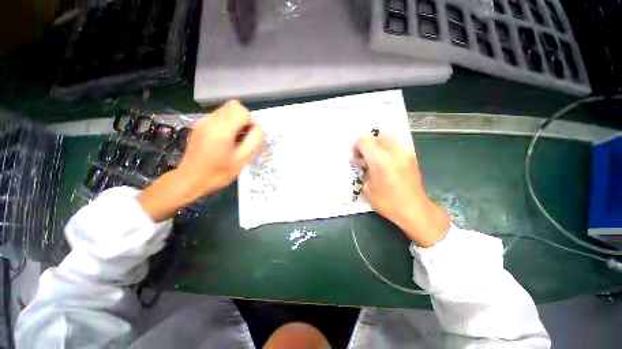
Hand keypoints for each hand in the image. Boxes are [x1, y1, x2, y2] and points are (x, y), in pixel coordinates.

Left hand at [140, 100, 261, 221]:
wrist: (190, 180)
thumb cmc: (219, 173)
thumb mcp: (242, 159)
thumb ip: (253, 140)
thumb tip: (258, 126)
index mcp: (221, 130)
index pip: (242, 111)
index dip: (250, 122)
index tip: (248, 137)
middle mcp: (210, 121)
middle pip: (234, 105)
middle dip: (243, 119)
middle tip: (243, 136)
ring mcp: (202, 122)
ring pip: (226, 110)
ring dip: (235, 120)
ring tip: (233, 139)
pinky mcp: (198, 125)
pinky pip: (218, 116)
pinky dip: (226, 123)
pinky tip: (223, 140)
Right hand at [353, 134, 449, 246]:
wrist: (414, 209)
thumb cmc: (387, 201)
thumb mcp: (366, 187)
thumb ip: (363, 170)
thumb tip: (362, 162)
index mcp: (379, 159)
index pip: (363, 139)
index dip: (357, 147)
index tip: (357, 158)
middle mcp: (393, 151)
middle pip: (376, 135)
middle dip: (367, 144)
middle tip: (366, 157)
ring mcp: (405, 151)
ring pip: (387, 137)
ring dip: (378, 144)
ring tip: (377, 158)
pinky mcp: (412, 155)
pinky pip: (396, 144)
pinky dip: (388, 148)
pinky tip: (388, 161)